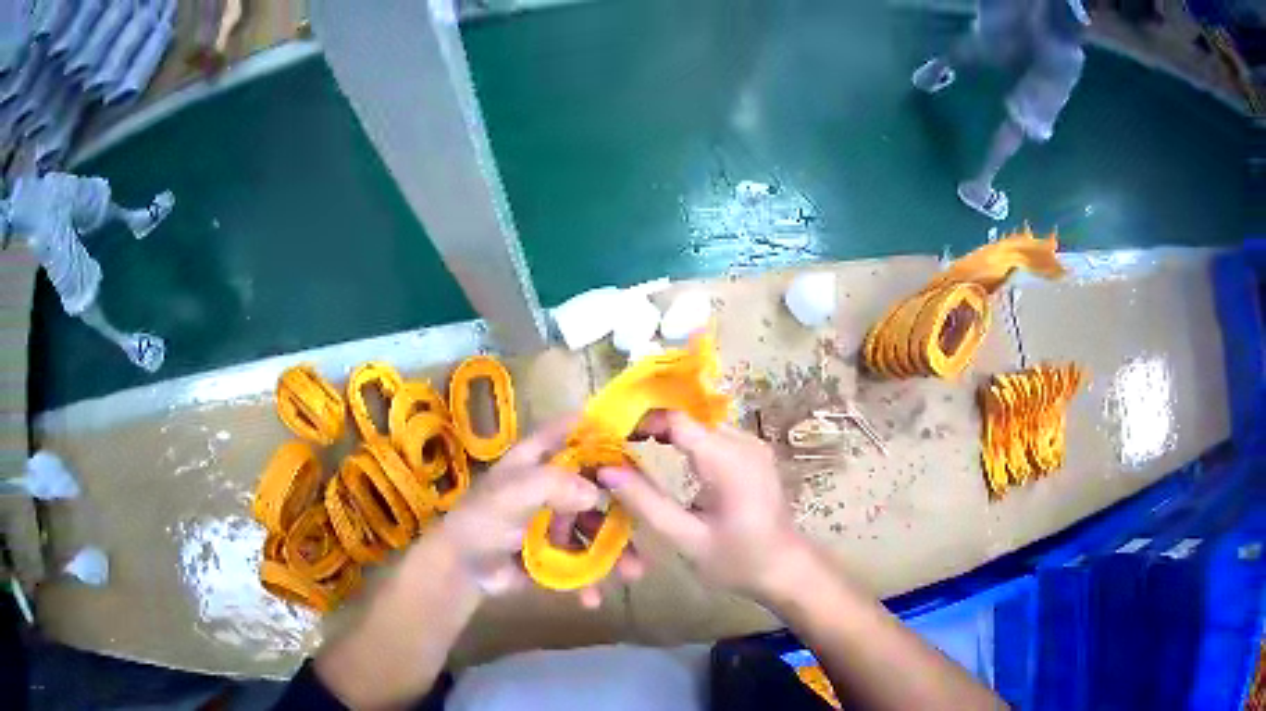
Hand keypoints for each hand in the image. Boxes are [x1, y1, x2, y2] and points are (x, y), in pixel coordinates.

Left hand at [434, 417, 641, 607]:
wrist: (462, 569)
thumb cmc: (482, 519)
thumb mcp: (513, 494)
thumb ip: (553, 485)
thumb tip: (596, 493)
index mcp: (539, 458)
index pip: (575, 430)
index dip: (604, 430)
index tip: (638, 439)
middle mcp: (552, 484)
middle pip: (597, 484)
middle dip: (624, 507)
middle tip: (648, 524)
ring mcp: (556, 519)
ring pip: (596, 528)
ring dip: (615, 551)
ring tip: (632, 574)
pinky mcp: (555, 551)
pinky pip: (581, 559)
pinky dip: (590, 578)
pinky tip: (593, 598)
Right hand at [598, 411, 807, 599]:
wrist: (787, 569)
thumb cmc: (738, 560)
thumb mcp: (687, 539)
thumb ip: (646, 503)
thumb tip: (605, 470)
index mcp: (728, 460)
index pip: (677, 419)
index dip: (639, 421)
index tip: (608, 437)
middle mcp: (743, 441)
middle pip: (687, 417)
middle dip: (649, 425)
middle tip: (614, 446)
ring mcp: (752, 444)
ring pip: (699, 423)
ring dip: (666, 431)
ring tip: (631, 448)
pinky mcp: (753, 452)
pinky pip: (712, 434)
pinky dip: (685, 440)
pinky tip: (665, 455)